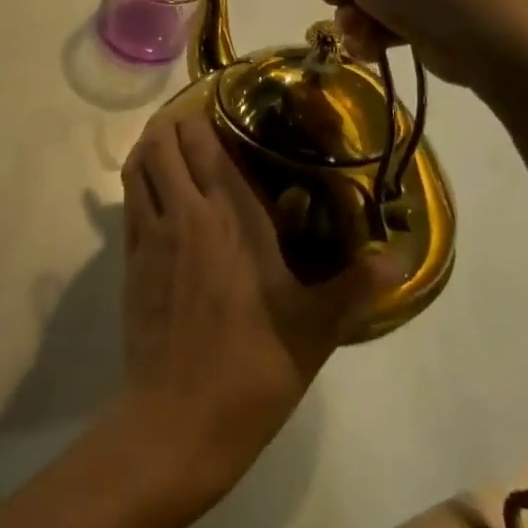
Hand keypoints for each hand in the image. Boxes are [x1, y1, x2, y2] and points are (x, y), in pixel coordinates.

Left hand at [115, 113, 388, 505]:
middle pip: (160, 142)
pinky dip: (138, 184)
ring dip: (149, 149)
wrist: (178, 419)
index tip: (222, 108)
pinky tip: (158, 197)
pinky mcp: (128, 263)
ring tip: (173, 151)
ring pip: (136, 167)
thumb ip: (357, 286)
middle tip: (201, 127)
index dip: (204, 115)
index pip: (202, 141)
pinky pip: (127, 203)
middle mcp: (183, 213)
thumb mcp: (316, 327)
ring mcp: (148, 236)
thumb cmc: (253, 367)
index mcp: (229, 216)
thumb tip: (400, 259)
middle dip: (175, 125)